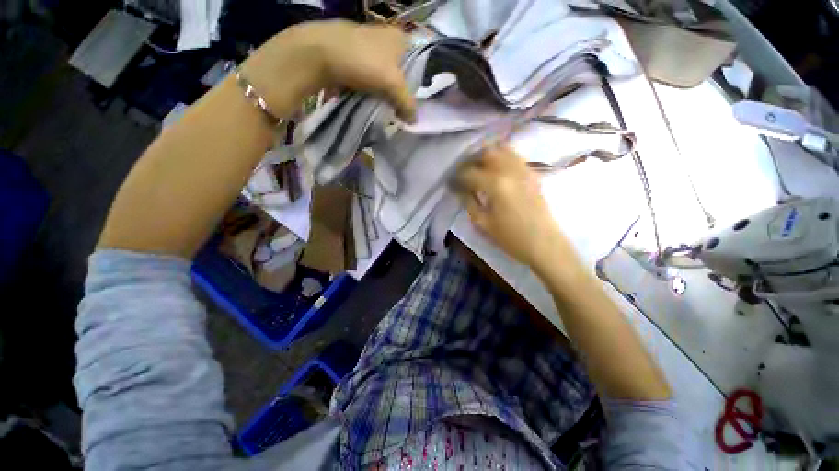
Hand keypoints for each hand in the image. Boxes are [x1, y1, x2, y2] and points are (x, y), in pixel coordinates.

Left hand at [242, 20, 415, 121]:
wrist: (319, 54)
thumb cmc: (362, 61)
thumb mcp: (392, 84)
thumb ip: (407, 103)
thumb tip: (415, 121)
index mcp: (400, 38)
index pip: (420, 62)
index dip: (421, 83)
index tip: (419, 102)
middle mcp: (387, 39)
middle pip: (403, 72)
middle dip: (403, 92)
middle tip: (404, 110)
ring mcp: (369, 48)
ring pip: (386, 76)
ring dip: (388, 93)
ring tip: (390, 110)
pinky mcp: (355, 59)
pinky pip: (371, 79)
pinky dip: (374, 91)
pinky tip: (374, 102)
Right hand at [454, 145, 569, 268]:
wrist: (545, 245)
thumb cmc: (511, 238)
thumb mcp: (483, 223)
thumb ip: (469, 203)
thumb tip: (460, 190)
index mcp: (495, 184)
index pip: (469, 172)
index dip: (457, 177)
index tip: (451, 183)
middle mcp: (510, 170)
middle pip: (487, 152)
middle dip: (471, 160)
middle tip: (463, 172)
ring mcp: (524, 169)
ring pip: (503, 149)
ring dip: (487, 155)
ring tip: (478, 168)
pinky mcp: (533, 173)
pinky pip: (515, 156)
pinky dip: (502, 157)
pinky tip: (496, 169)